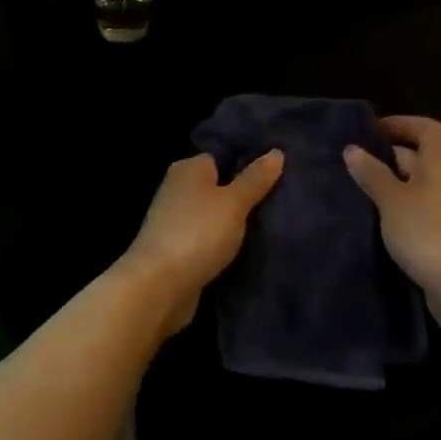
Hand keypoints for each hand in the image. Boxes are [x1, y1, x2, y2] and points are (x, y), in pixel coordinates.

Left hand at [117, 151, 283, 334]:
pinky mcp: (178, 250)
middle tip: (282, 200)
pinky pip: (209, 238)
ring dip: (236, 223)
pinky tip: (249, 249)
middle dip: (246, 195)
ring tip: (272, 225)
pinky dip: (224, 243)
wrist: (158, 288)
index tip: (278, 173)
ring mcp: (176, 221)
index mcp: (189, 169)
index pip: (223, 156)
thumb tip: (277, 152)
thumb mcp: (233, 203)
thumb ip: (255, 179)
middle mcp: (179, 189)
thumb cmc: (197, 234)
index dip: (249, 162)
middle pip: (220, 186)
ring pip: (216, 215)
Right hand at [343, 116, 440, 335]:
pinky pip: (421, 209)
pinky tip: (377, 221)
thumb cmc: (428, 233)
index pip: (426, 128)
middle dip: (389, 156)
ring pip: (419, 185)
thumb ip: (372, 174)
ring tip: (359, 190)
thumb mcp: (392, 200)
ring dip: (392, 185)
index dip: (400, 124)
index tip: (370, 131)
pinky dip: (400, 208)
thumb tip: (353, 149)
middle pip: (421, 155)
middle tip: (355, 163)